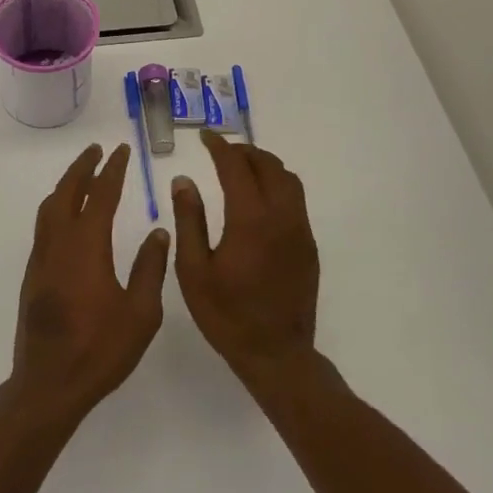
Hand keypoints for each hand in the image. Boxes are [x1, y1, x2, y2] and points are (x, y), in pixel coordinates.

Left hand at [9, 144, 170, 423]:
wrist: (49, 384)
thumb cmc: (100, 349)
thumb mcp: (140, 313)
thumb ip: (150, 268)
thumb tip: (158, 231)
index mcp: (87, 246)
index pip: (101, 195)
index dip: (113, 170)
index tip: (122, 151)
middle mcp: (59, 243)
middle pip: (68, 192)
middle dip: (83, 167)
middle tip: (98, 151)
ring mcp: (42, 258)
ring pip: (50, 207)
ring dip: (67, 185)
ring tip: (83, 176)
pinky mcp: (33, 274)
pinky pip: (44, 226)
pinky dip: (57, 207)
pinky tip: (68, 217)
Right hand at [171, 130, 319, 388]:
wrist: (276, 355)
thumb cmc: (226, 315)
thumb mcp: (194, 270)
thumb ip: (189, 220)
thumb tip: (184, 180)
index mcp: (250, 220)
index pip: (236, 167)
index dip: (219, 147)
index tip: (205, 137)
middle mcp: (281, 217)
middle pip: (268, 166)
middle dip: (244, 151)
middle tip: (222, 151)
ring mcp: (300, 231)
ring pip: (288, 180)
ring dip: (265, 165)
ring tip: (242, 168)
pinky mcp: (309, 246)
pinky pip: (296, 200)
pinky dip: (278, 185)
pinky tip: (260, 200)